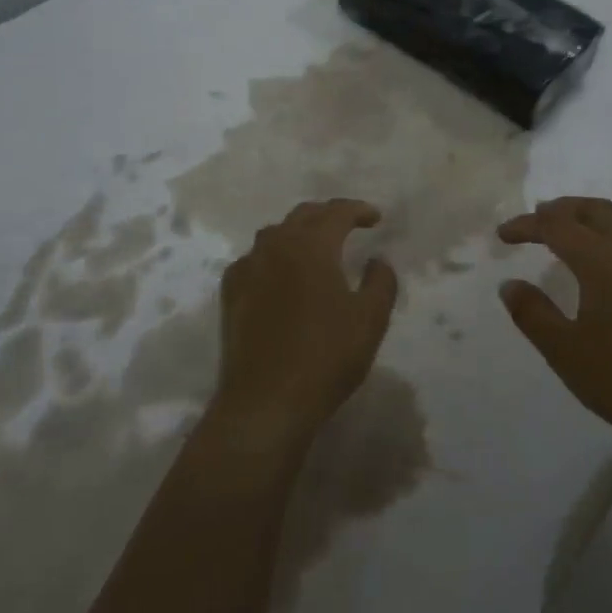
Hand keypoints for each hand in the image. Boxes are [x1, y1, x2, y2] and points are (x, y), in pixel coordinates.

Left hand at [212, 199, 398, 449]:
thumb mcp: (370, 320)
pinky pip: (254, 259)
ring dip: (298, 233)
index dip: (358, 210)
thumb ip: (381, 282)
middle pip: (303, 216)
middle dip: (328, 215)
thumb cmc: (325, 357)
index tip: (375, 218)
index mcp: (311, 246)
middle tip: (349, 226)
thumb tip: (377, 260)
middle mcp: (276, 246)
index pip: (336, 212)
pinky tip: (280, 274)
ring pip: (275, 234)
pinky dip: (273, 256)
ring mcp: (248, 268)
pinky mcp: (231, 293)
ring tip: (316, 247)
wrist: (265, 402)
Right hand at [497, 197, 611, 460]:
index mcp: (602, 258)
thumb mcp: (566, 353)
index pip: (555, 224)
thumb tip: (509, 284)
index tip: (503, 236)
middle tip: (536, 221)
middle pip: (592, 209)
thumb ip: (532, 314)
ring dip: (593, 217)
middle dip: (560, 210)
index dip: (526, 225)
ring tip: (575, 232)